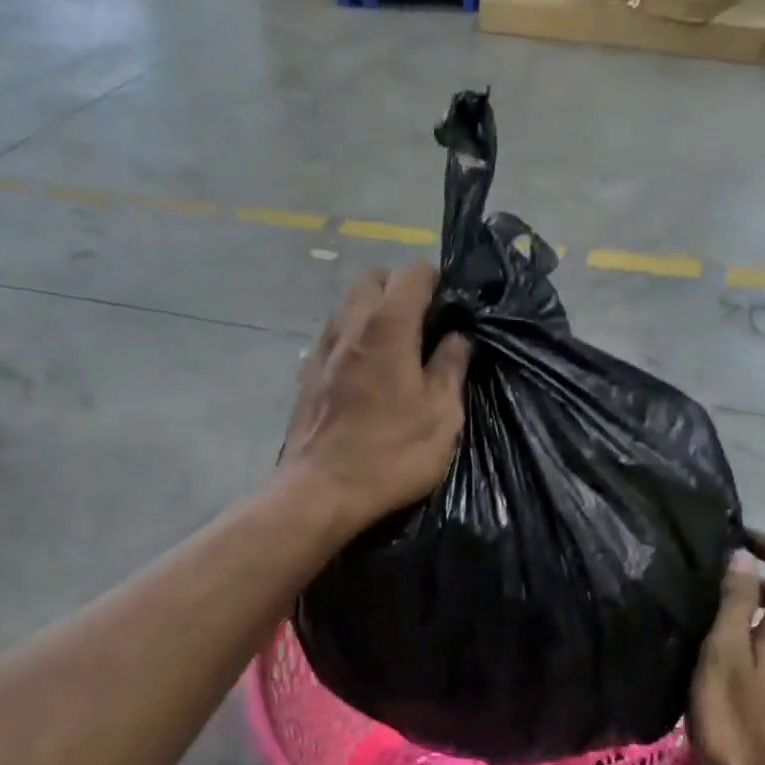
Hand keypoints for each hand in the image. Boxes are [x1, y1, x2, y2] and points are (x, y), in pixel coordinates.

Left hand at [280, 264, 470, 535]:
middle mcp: (349, 326)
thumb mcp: (441, 416)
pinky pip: (335, 338)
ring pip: (349, 307)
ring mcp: (322, 350)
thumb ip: (451, 368)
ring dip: (374, 315)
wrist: (319, 492)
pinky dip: (354, 341)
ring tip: (398, 351)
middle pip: (373, 280)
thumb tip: (457, 337)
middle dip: (400, 290)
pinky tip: (368, 375)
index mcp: (387, 326)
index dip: (437, 282)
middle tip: (424, 326)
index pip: (412, 273)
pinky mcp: (307, 376)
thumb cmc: (390, 454)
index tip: (451, 309)